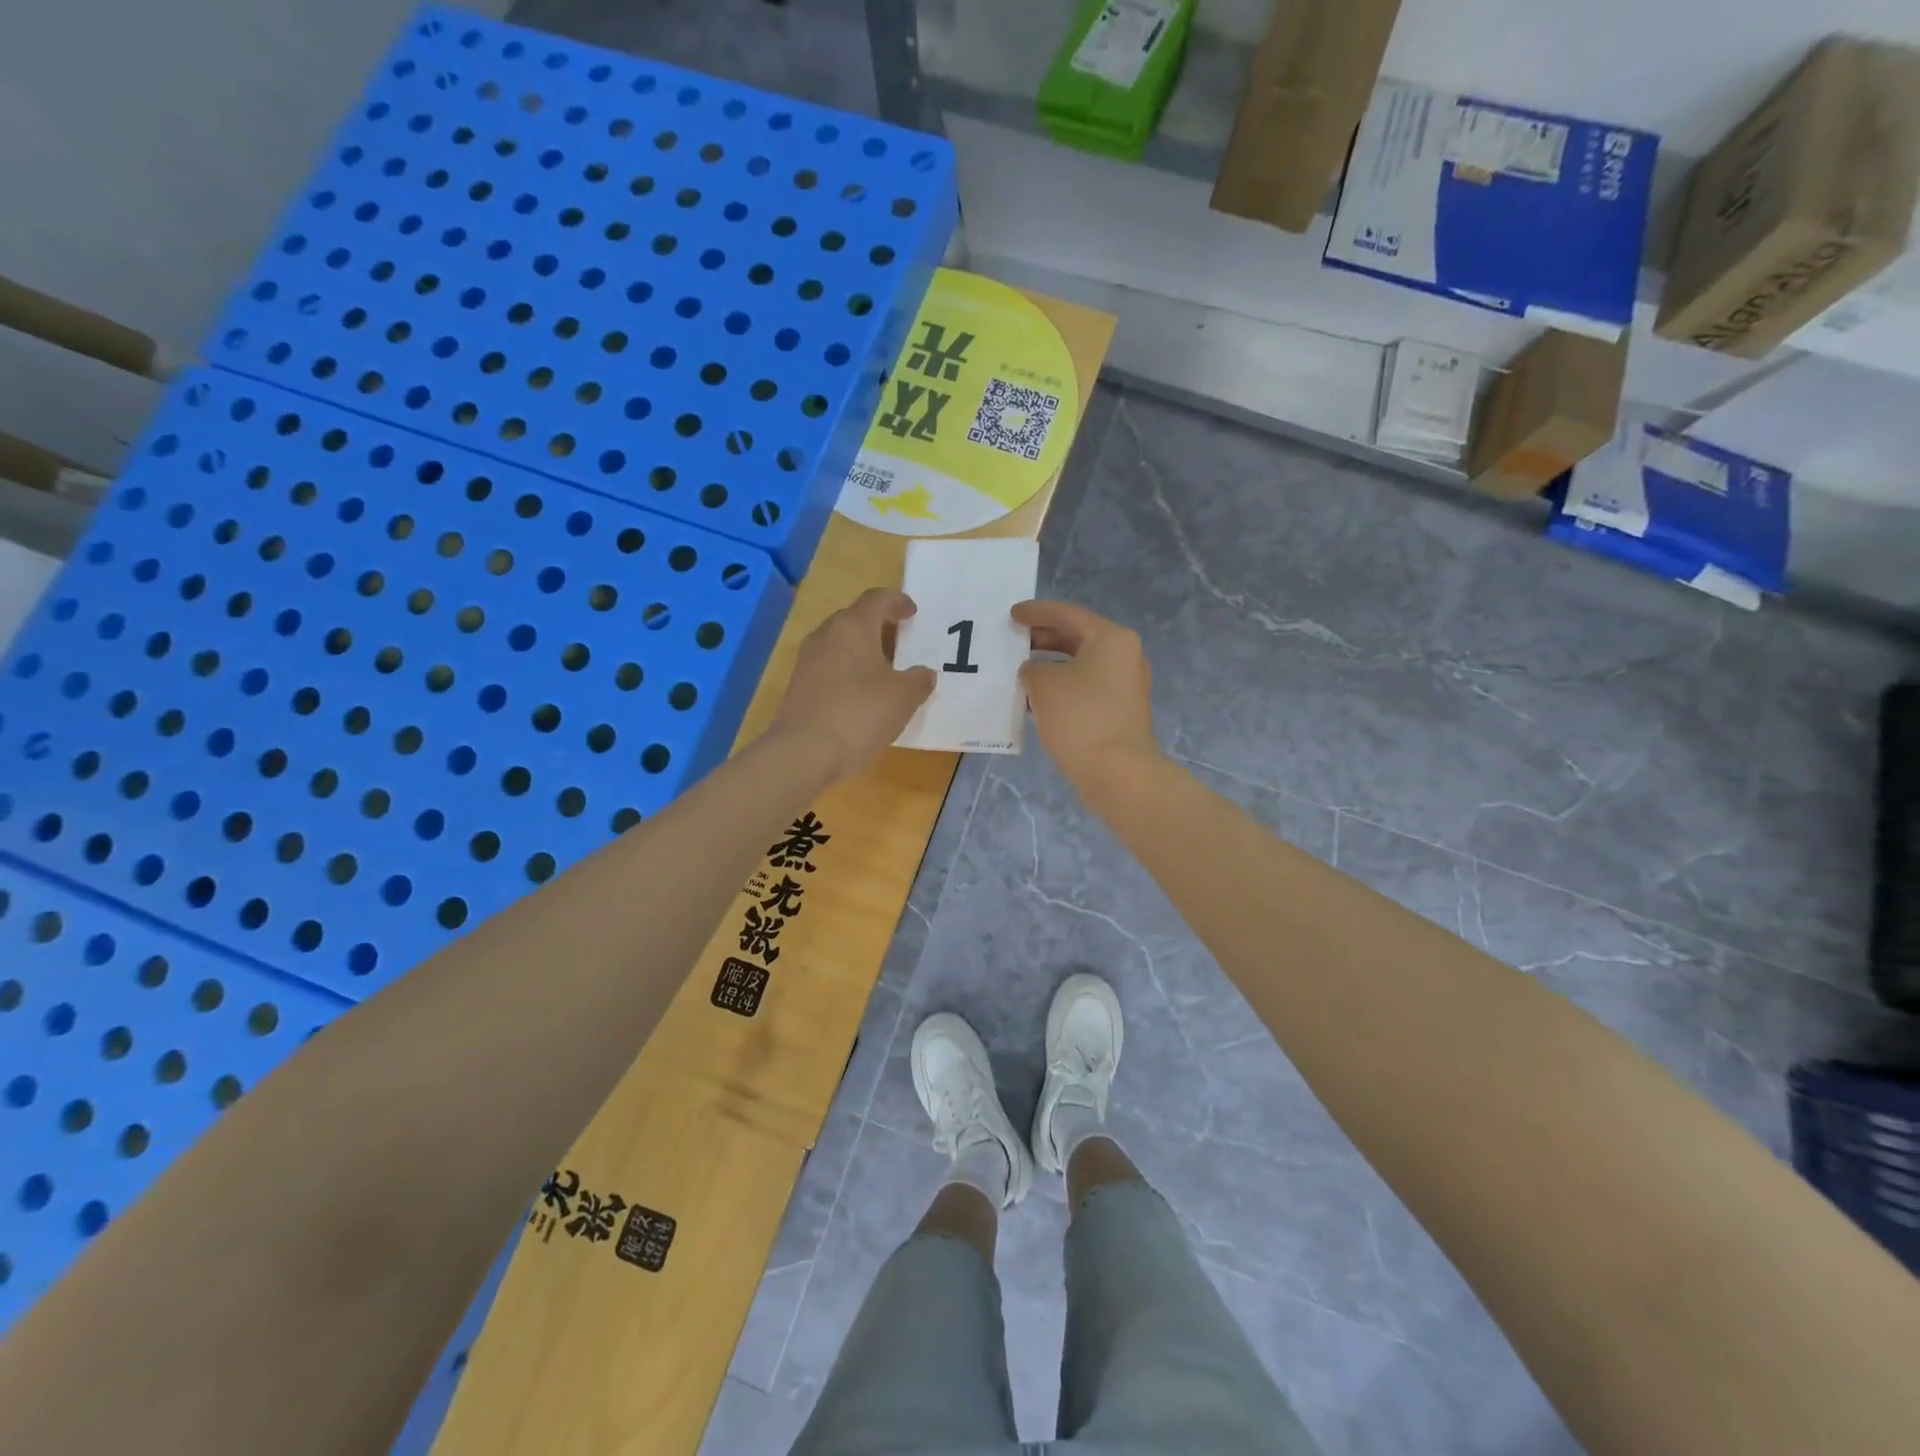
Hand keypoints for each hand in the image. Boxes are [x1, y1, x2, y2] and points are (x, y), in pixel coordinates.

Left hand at [770, 588, 934, 781]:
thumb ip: (919, 680)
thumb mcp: (903, 697)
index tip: (912, 613)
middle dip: (880, 627)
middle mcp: (826, 635)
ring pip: (840, 645)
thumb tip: (923, 673)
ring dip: (863, 652)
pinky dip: (849, 673)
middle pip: (855, 619)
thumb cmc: (859, 714)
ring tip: (886, 673)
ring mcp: (807, 662)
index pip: (877, 599)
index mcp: (853, 626)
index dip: (898, 602)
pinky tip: (863, 697)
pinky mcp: (798, 687)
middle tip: (902, 643)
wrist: (803, 753)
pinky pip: (830, 669)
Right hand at [1014, 600, 1160, 797]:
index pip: (1068, 614)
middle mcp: (1124, 656)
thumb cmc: (1080, 717)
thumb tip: (1036, 672)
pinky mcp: (1121, 712)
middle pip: (1077, 637)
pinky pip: (1086, 688)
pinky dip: (1062, 687)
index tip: (1012, 614)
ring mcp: (1126, 686)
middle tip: (1014, 641)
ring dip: (1051, 665)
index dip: (1037, 612)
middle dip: (1043, 638)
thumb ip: (1032, 668)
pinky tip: (1038, 699)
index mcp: (1111, 638)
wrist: (1117, 772)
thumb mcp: (1044, 684)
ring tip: (1020, 671)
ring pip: (1081, 665)